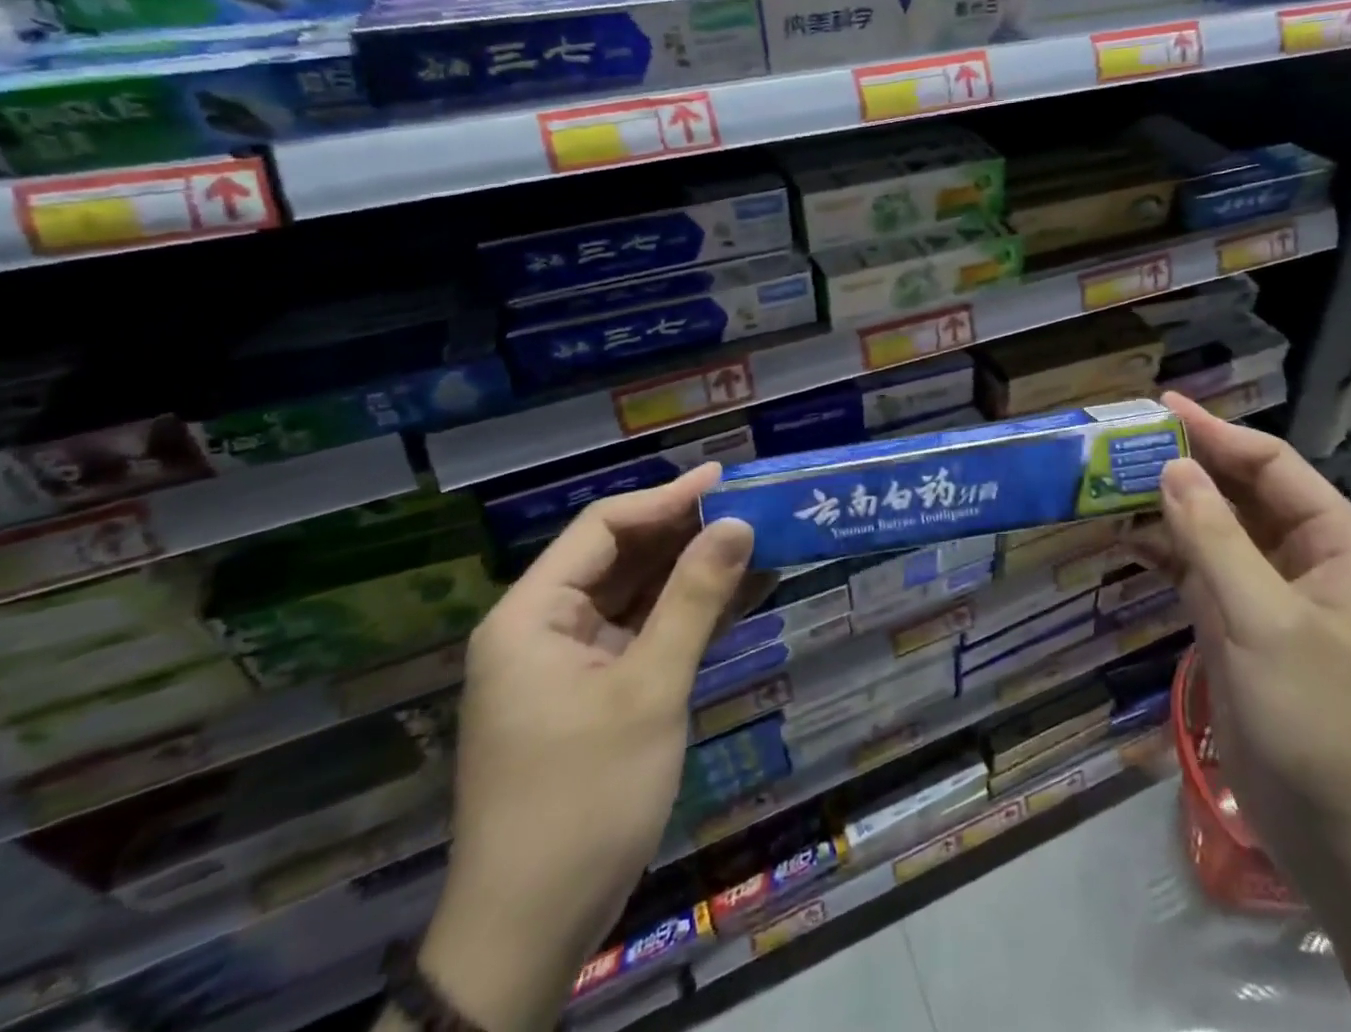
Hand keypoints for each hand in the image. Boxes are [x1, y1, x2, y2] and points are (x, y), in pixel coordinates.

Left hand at [414, 463, 755, 1031]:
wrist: (532, 932)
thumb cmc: (584, 799)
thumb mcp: (649, 690)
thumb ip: (694, 600)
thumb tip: (739, 523)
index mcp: (533, 616)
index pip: (603, 528)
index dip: (667, 498)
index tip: (727, 480)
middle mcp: (543, 629)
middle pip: (620, 556)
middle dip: (686, 532)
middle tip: (753, 509)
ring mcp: (567, 663)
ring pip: (636, 594)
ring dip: (693, 572)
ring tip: (757, 543)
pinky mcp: (592, 693)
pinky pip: (643, 633)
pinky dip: (687, 615)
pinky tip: (738, 597)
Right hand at [1147, 394, 1350, 871]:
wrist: (1345, 842)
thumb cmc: (1321, 720)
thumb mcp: (1266, 622)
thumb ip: (1215, 540)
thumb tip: (1172, 467)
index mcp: (1337, 543)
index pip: (1271, 465)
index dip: (1217, 433)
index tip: (1161, 407)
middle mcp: (1305, 558)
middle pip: (1240, 493)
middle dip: (1186, 467)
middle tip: (1124, 442)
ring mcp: (1269, 595)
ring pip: (1215, 532)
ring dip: (1169, 509)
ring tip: (1110, 482)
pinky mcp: (1240, 628)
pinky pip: (1199, 573)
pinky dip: (1165, 554)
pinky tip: (1124, 539)